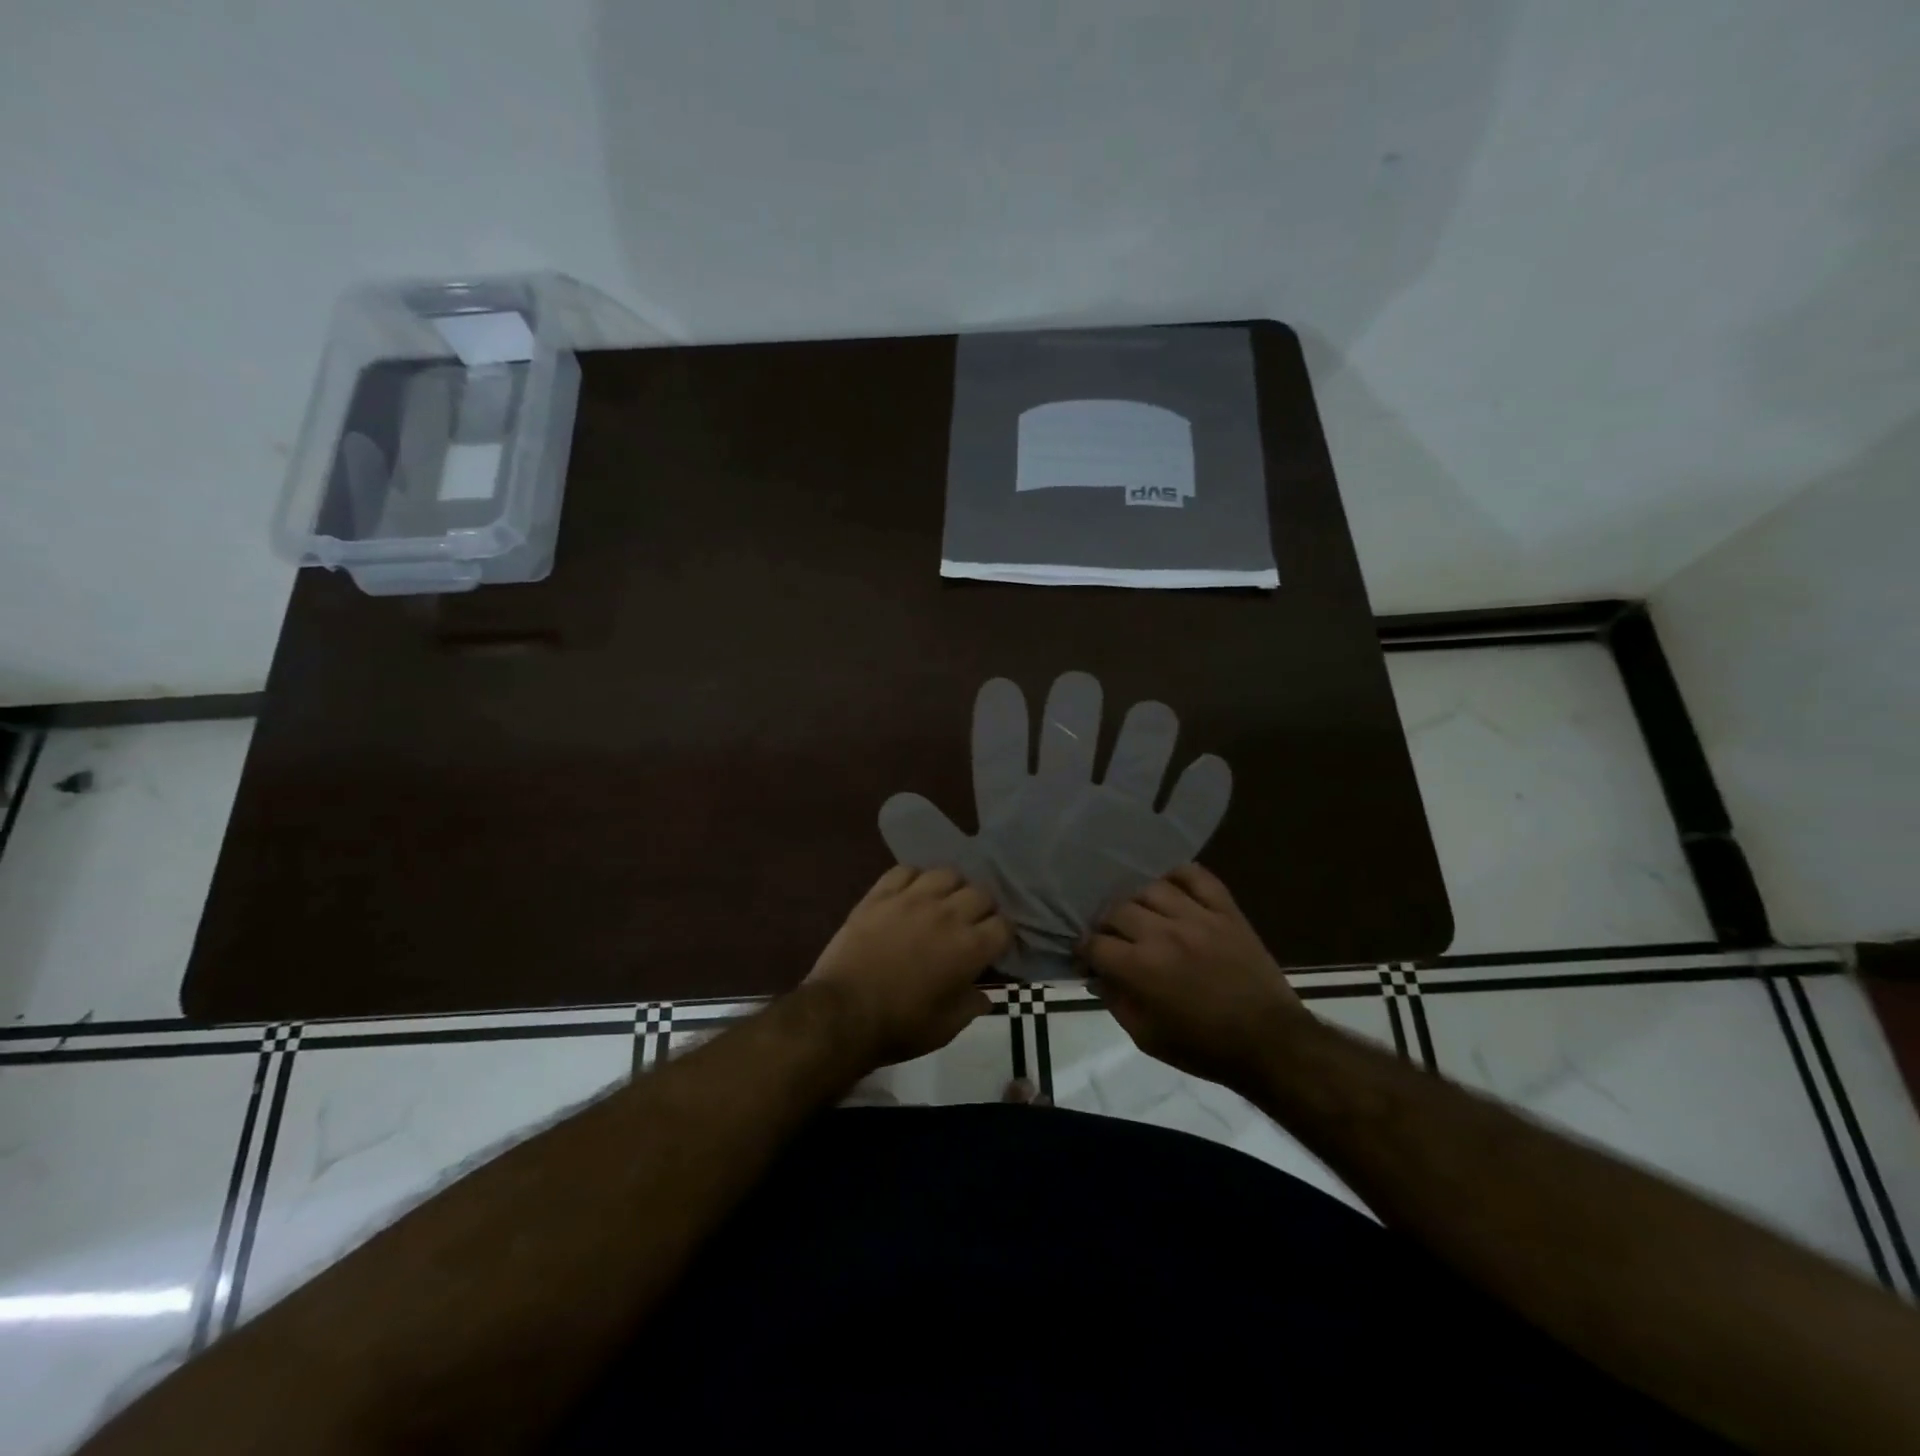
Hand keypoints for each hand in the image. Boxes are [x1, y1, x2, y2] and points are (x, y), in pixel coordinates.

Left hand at [804, 866, 1010, 1071]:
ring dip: (952, 888)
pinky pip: (906, 871)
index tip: (993, 947)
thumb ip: (973, 1006)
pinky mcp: (881, 894)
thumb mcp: (947, 1028)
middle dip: (982, 909)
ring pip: (947, 874)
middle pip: (981, 893)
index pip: (1004, 925)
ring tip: (943, 903)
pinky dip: (914, 879)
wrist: (843, 1013)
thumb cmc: (900, 1026)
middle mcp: (948, 914)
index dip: (1002, 936)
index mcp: (970, 947)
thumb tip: (985, 995)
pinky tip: (910, 894)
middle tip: (970, 926)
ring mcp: (912, 899)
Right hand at [1082, 864, 1308, 1088]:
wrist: (1270, 1042)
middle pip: (1117, 910)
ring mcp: (1197, 917)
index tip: (1087, 958)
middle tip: (1112, 939)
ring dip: (1137, 902)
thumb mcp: (1146, 1038)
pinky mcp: (1225, 910)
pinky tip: (1171, 890)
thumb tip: (1096, 977)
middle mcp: (1163, 933)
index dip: (1084, 950)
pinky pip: (1196, 876)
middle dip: (1106, 925)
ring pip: (1150, 888)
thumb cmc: (1204, 1047)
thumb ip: (1115, 1002)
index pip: (1095, 943)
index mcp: (1140, 968)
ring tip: (1141, 916)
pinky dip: (1178, 876)